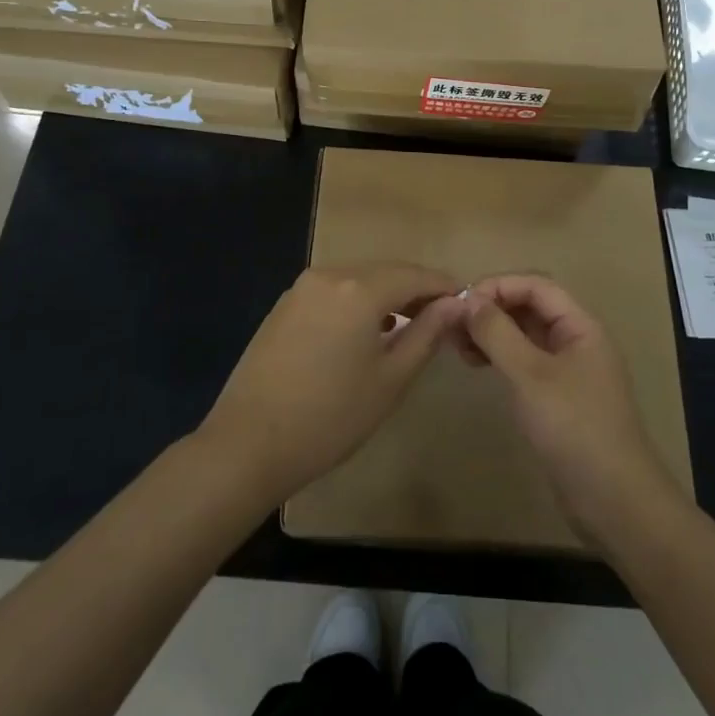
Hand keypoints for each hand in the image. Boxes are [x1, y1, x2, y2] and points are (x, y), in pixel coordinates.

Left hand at [197, 263, 466, 505]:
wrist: (248, 443)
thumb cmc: (330, 416)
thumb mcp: (390, 379)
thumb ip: (426, 334)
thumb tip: (454, 305)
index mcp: (359, 288)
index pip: (414, 274)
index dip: (443, 287)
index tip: (465, 305)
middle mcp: (329, 274)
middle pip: (385, 272)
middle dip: (415, 290)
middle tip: (441, 319)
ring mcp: (301, 288)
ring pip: (357, 279)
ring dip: (386, 296)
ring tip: (407, 327)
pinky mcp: (284, 306)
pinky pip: (333, 292)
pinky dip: (356, 303)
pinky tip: (364, 332)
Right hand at [463, 274, 679, 542]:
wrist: (614, 501)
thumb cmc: (574, 428)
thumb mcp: (530, 375)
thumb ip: (498, 333)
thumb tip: (468, 299)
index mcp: (580, 326)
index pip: (536, 285)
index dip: (498, 285)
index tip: (461, 302)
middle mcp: (576, 340)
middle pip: (530, 307)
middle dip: (491, 309)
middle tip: (453, 326)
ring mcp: (568, 370)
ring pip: (525, 334)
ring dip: (492, 333)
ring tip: (458, 347)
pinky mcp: (558, 397)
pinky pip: (525, 361)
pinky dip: (500, 357)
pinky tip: (477, 366)